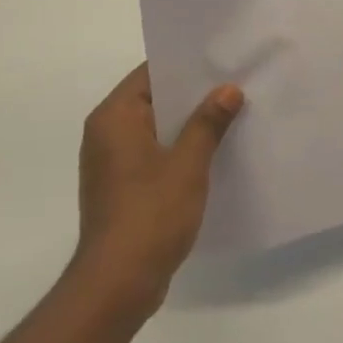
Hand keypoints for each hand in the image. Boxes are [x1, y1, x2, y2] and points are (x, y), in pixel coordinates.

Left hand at [71, 63, 243, 315]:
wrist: (118, 284)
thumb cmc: (150, 214)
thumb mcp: (188, 163)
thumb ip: (208, 122)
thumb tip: (228, 89)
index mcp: (114, 118)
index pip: (150, 73)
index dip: (186, 65)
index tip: (222, 58)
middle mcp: (106, 134)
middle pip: (154, 99)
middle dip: (194, 94)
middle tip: (236, 82)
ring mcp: (113, 163)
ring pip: (157, 128)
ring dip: (190, 123)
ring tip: (233, 113)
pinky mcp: (122, 187)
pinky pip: (155, 153)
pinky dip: (180, 148)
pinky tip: (215, 151)